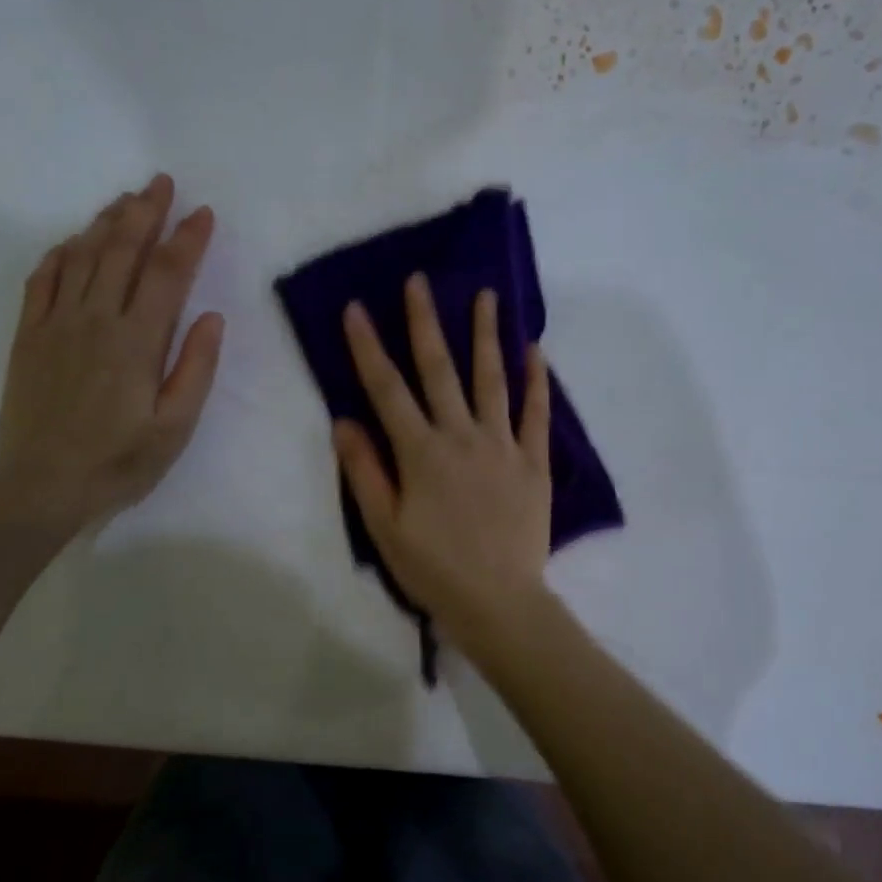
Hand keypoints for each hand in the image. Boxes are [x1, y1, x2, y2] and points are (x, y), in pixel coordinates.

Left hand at [0, 173, 223, 533]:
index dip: (188, 239)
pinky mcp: (30, 334)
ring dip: (106, 222)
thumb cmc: (119, 461)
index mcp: (138, 342)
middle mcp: (96, 319)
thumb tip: (211, 317)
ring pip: (82, 256)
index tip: (203, 213)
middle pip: (122, 251)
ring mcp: (57, 323)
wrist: (42, 483)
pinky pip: (43, 278)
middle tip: (161, 183)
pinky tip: (74, 241)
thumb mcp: (175, 426)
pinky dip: (61, 252)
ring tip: (125, 200)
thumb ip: (195, 369)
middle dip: (145, 212)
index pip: (168, 274)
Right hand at [335, 273, 551, 641]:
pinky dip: (537, 380)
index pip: (387, 389)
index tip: (357, 309)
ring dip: (486, 335)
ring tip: (485, 295)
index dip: (368, 347)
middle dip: (425, 322)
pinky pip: (536, 413)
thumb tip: (343, 421)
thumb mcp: (384, 527)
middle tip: (419, 281)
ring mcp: (502, 445)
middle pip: (439, 370)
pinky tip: (536, 349)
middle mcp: (461, 436)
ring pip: (492, 379)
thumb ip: (364, 471)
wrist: (498, 601)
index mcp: (420, 452)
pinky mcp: (534, 462)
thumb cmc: (433, 568)